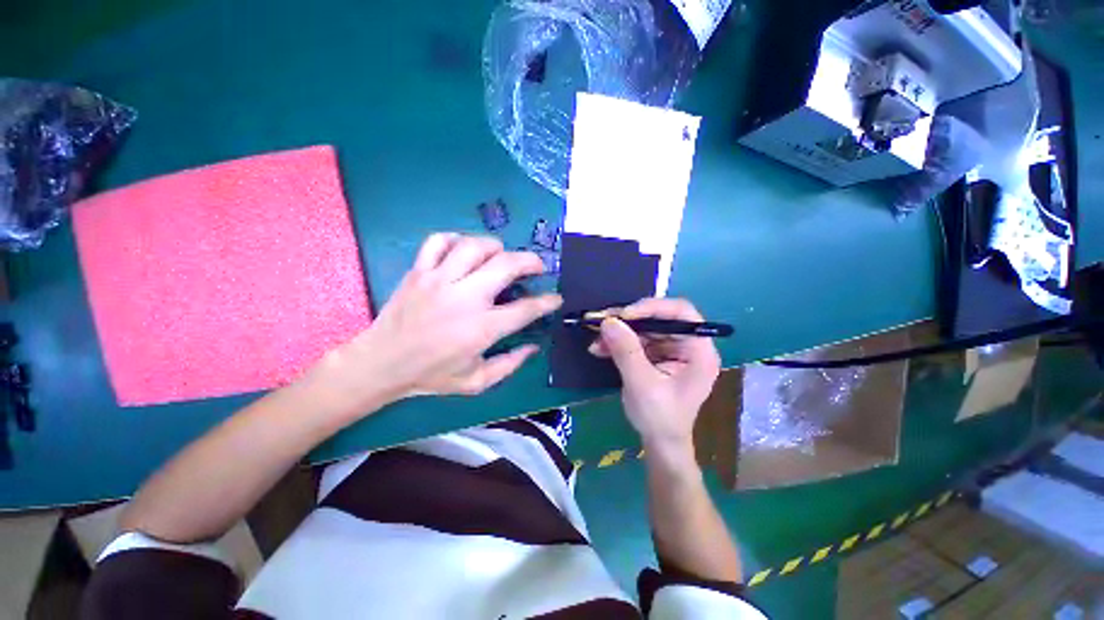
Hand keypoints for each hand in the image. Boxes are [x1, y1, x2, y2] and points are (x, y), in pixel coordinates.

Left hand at [315, 233, 561, 410]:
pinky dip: (455, 239)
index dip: (547, 302)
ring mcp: (438, 280)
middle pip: (506, 265)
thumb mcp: (476, 382)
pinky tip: (463, 250)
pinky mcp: (418, 272)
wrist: (380, 364)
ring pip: (474, 246)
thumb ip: (509, 365)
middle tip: (537, 266)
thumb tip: (533, 347)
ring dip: (496, 247)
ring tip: (501, 256)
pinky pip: (438, 241)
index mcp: (481, 328)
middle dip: (530, 261)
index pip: (526, 309)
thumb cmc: (430, 376)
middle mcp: (464, 298)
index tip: (555, 298)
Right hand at [589, 298, 720, 453]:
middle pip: (658, 318)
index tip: (625, 315)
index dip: (653, 308)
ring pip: (643, 328)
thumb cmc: (660, 418)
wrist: (659, 442)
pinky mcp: (656, 355)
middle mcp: (687, 344)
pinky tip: (599, 348)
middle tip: (601, 321)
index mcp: (698, 351)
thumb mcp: (642, 384)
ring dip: (618, 332)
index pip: (681, 313)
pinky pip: (635, 340)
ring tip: (595, 339)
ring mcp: (670, 349)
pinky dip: (617, 342)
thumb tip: (608, 321)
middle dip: (628, 320)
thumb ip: (626, 351)